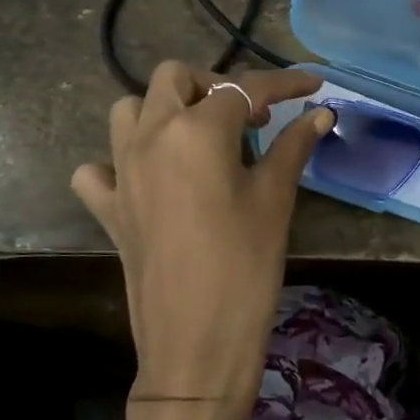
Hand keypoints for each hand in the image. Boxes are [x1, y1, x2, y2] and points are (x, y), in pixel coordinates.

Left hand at [72, 62, 331, 414]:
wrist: (197, 341)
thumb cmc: (246, 264)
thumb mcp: (275, 199)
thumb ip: (294, 146)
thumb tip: (321, 114)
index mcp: (197, 130)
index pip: (245, 88)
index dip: (284, 83)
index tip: (313, 86)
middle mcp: (150, 135)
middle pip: (175, 78)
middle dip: (215, 85)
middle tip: (250, 119)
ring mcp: (121, 170)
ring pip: (129, 109)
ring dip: (163, 110)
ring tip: (199, 138)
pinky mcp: (108, 207)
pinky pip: (98, 167)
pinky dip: (118, 162)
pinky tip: (148, 179)